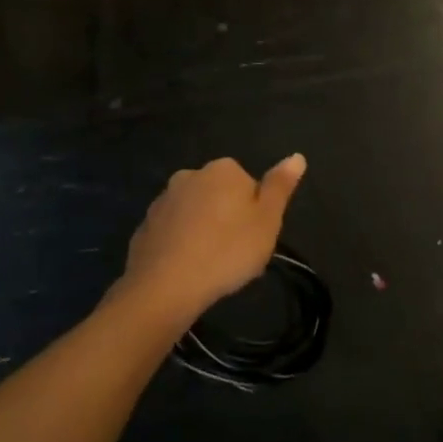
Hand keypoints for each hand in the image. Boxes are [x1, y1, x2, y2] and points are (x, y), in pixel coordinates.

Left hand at [119, 155, 305, 326]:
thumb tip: (297, 156)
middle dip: (227, 218)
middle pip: (219, 195)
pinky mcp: (145, 225)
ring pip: (194, 212)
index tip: (254, 238)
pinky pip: (172, 231)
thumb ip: (280, 186)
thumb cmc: (227, 250)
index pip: (248, 184)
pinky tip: (186, 270)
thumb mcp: (267, 220)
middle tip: (235, 253)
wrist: (165, 285)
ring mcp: (164, 199)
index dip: (254, 211)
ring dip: (203, 231)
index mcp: (224, 169)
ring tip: (210, 266)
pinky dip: (180, 244)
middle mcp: (190, 175)